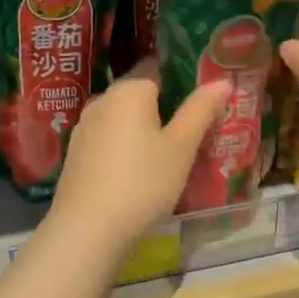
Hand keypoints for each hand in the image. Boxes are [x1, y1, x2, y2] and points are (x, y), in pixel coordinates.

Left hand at [46, 60, 230, 263]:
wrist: (87, 230)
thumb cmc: (142, 183)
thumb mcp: (181, 148)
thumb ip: (201, 110)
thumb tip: (222, 81)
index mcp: (130, 90)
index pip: (157, 67)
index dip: (181, 78)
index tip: (202, 97)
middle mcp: (103, 99)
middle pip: (140, 93)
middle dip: (165, 107)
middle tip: (192, 130)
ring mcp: (85, 126)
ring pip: (123, 118)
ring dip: (143, 129)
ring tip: (169, 153)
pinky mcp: (76, 152)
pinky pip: (108, 138)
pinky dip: (125, 146)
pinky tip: (138, 171)